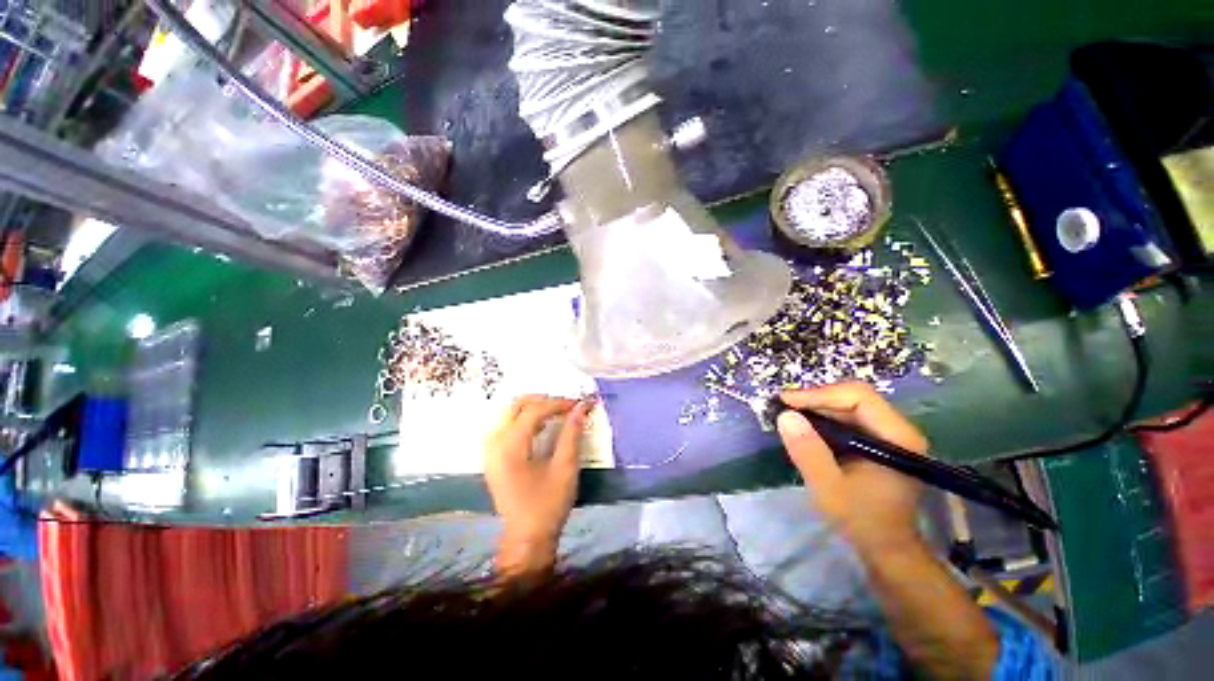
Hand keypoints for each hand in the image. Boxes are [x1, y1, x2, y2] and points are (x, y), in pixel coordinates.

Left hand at [485, 394, 592, 574]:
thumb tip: (582, 407)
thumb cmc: (548, 505)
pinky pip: (506, 425)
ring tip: (556, 414)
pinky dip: (524, 420)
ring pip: (509, 413)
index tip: (578, 405)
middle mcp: (494, 444)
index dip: (557, 403)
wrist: (526, 539)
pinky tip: (541, 427)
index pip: (533, 411)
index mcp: (510, 447)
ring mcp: (490, 450)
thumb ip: (572, 434)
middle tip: (565, 406)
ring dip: (533, 408)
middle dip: (542, 401)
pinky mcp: (492, 457)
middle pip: (515, 405)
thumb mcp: (565, 468)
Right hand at [776, 382, 928, 553]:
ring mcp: (890, 435)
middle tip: (783, 407)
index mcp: (897, 438)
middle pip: (854, 397)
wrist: (886, 548)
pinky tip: (805, 426)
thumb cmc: (861, 520)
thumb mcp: (828, 488)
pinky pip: (848, 417)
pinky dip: (823, 418)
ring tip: (789, 414)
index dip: (820, 394)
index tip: (787, 402)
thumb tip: (786, 416)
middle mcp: (899, 429)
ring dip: (817, 407)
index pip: (859, 397)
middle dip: (815, 399)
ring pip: (849, 405)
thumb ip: (808, 452)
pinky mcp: (879, 441)